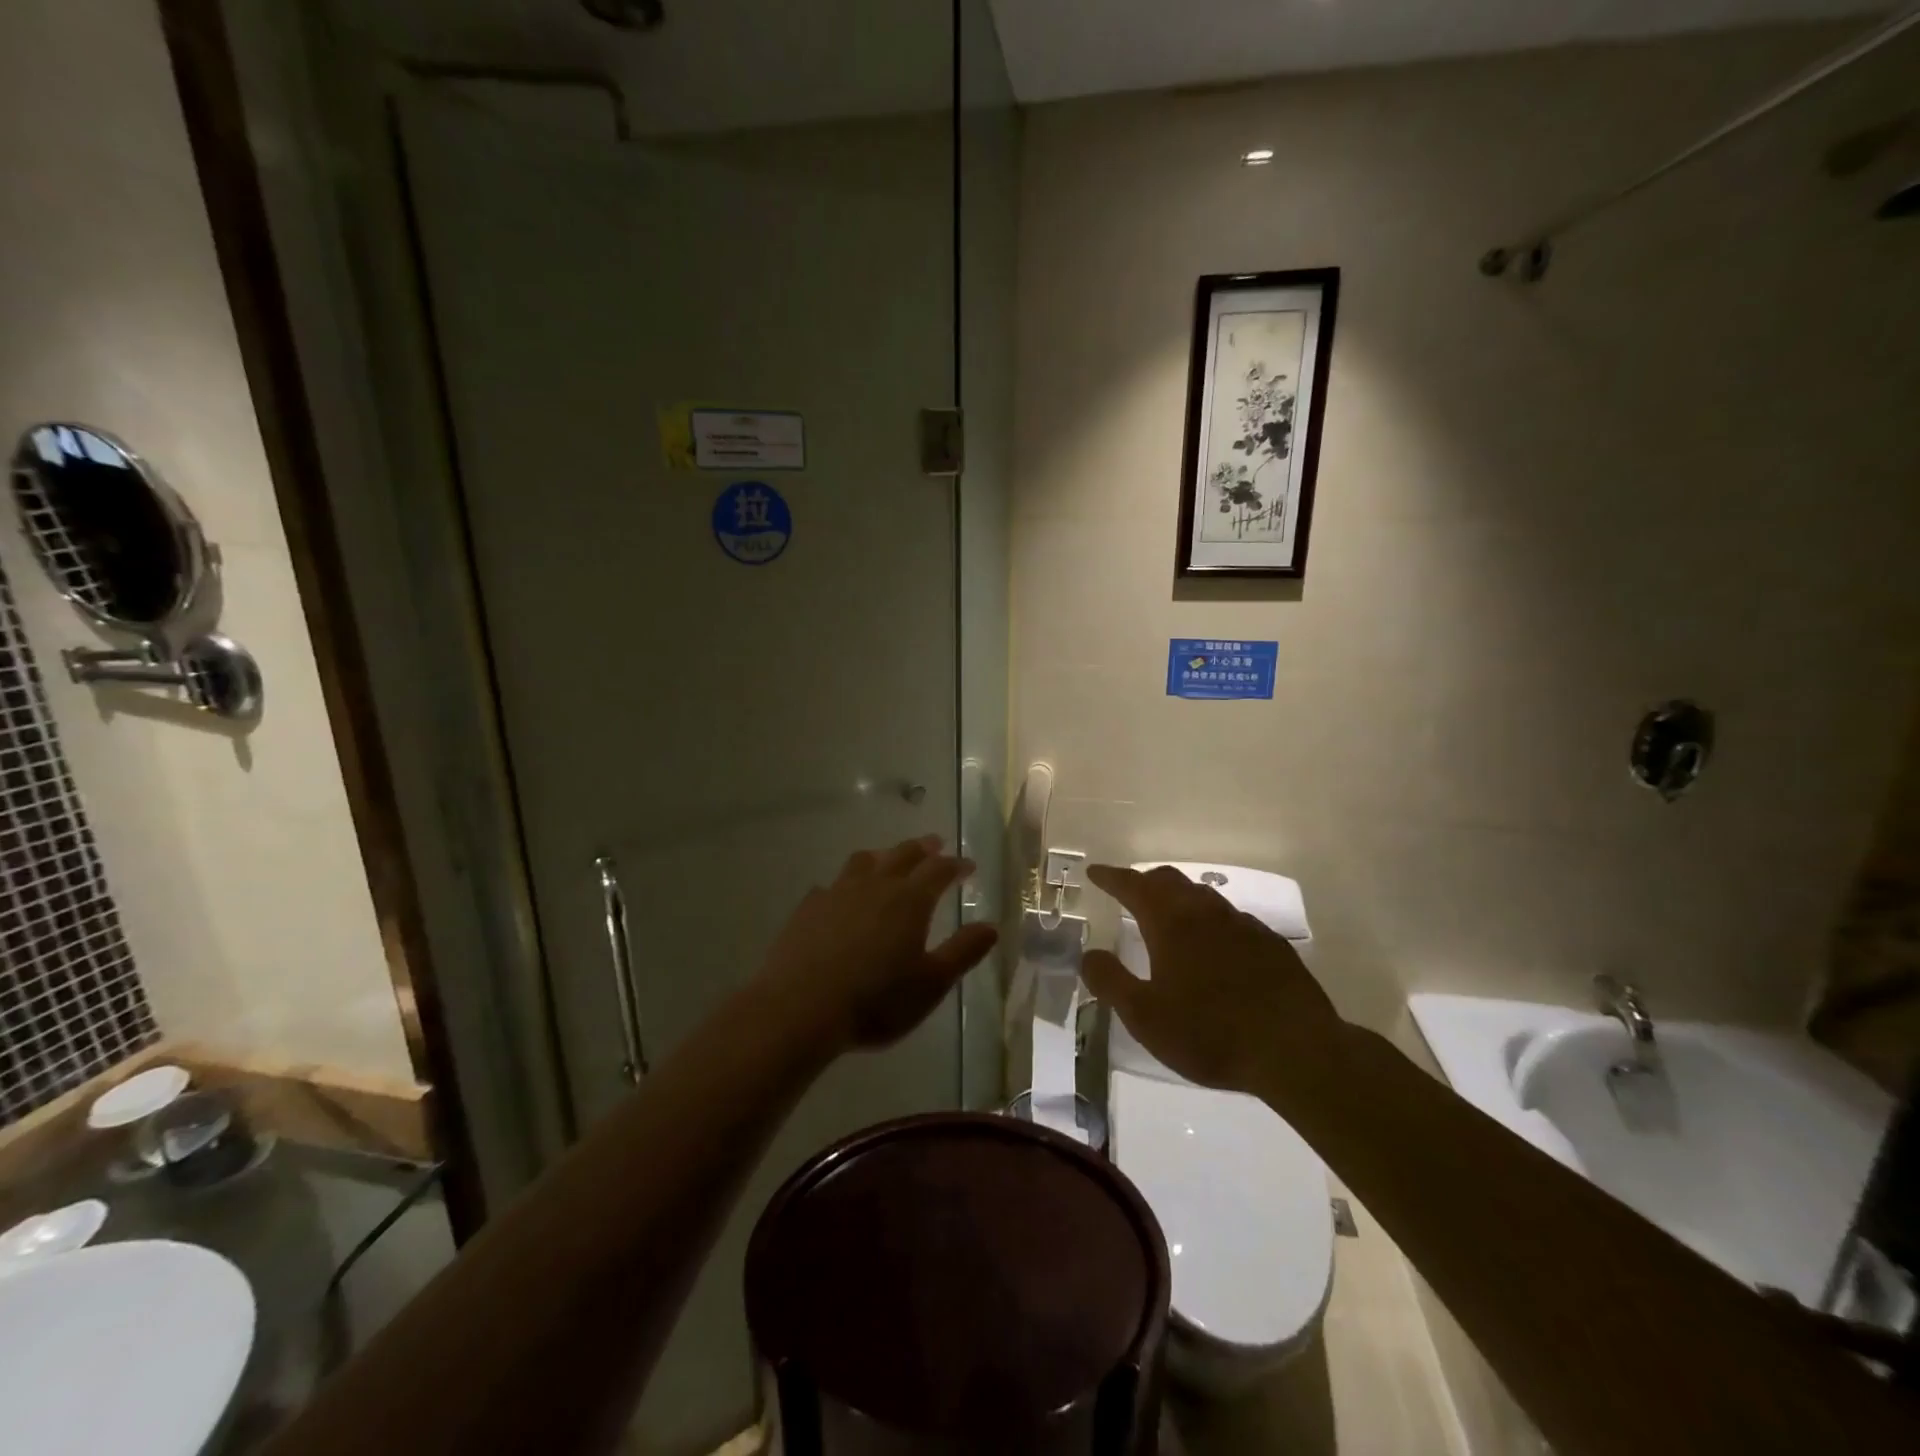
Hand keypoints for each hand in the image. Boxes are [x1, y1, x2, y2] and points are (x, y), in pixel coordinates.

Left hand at [757, 836, 998, 1056]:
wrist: (800, 1008)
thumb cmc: (875, 1000)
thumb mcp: (931, 984)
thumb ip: (963, 951)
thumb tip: (991, 926)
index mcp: (910, 900)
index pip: (939, 870)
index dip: (956, 865)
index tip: (968, 865)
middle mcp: (875, 886)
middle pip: (903, 855)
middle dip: (923, 848)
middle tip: (935, 844)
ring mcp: (837, 893)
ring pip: (864, 861)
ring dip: (883, 856)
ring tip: (888, 860)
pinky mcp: (808, 908)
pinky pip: (831, 885)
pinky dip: (845, 885)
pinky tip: (840, 896)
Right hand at [1081, 863, 1345, 1098]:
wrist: (1296, 1050)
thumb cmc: (1210, 1033)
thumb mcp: (1145, 1017)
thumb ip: (1110, 982)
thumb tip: (1089, 954)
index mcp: (1171, 923)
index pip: (1133, 886)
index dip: (1111, 877)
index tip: (1095, 872)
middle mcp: (1206, 912)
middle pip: (1170, 881)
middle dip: (1144, 881)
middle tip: (1128, 890)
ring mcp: (1243, 925)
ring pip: (1203, 896)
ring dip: (1179, 897)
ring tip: (1169, 914)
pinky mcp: (1270, 944)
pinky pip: (1231, 918)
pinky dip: (1210, 920)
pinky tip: (1214, 945)